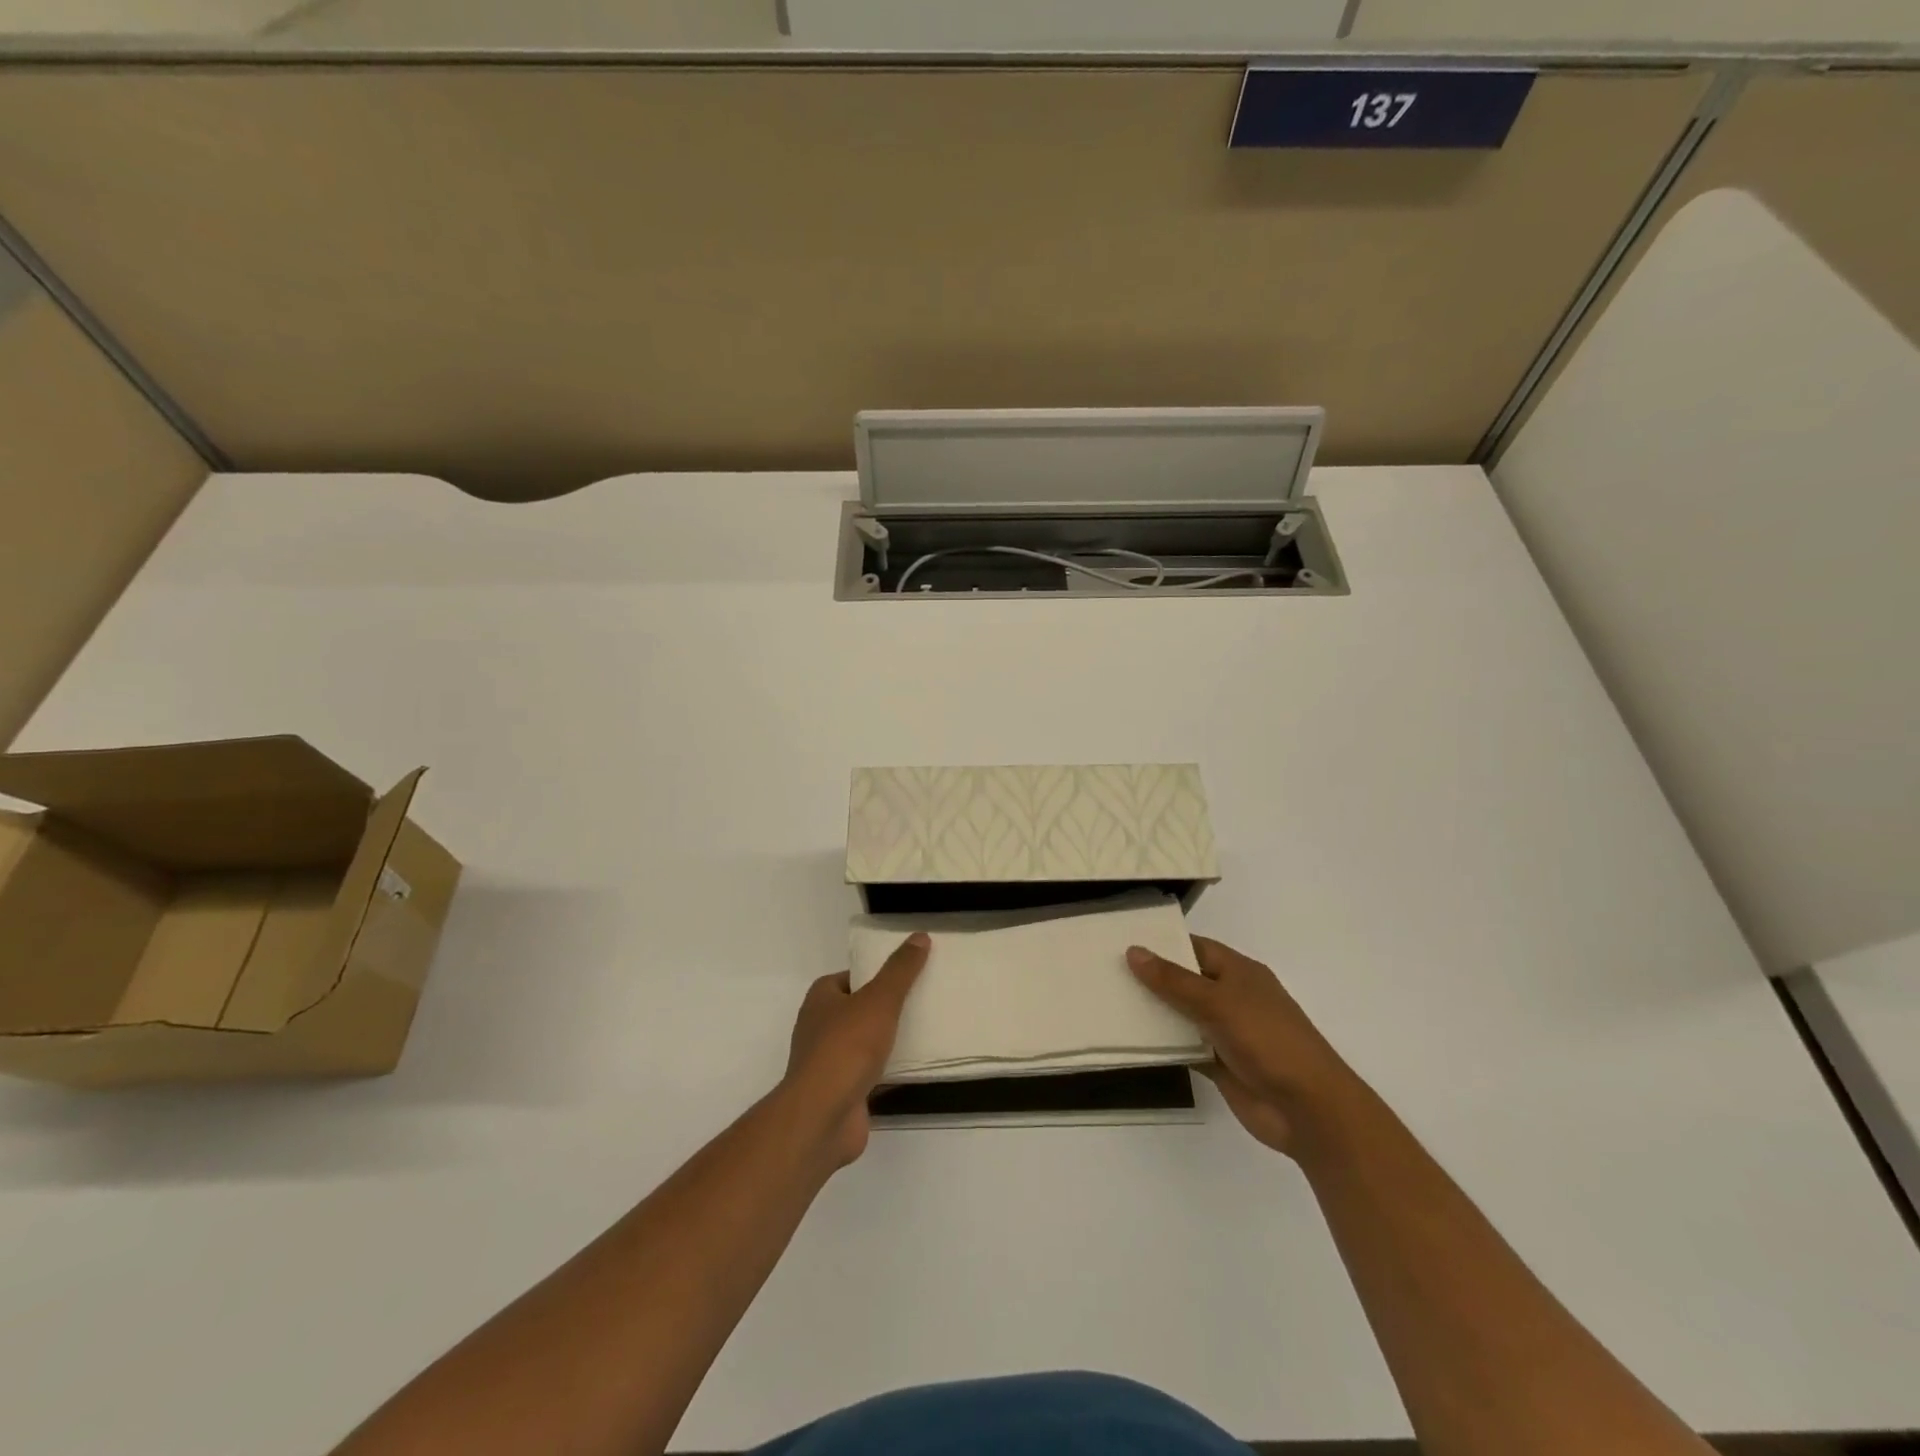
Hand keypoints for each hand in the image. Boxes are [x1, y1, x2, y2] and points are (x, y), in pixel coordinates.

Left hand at [783, 932, 929, 1167]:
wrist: (823, 1116)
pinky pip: (870, 1074)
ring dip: (887, 1041)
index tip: (904, 975)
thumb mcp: (879, 999)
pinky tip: (915, 1069)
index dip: (873, 975)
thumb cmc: (846, 1047)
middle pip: (856, 1010)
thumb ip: (900, 970)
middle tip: (920, 1001)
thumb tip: (919, 936)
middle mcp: (819, 1029)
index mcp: (820, 1000)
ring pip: (863, 1044)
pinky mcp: (841, 1093)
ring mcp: (828, 1064)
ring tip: (924, 1032)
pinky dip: (888, 1071)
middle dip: (884, 1008)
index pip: (848, 978)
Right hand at [1127, 936, 1355, 1157]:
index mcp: (1239, 972)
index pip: (1194, 948)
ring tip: (1107, 1002)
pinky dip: (1162, 1045)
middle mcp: (1231, 997)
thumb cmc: (1268, 1040)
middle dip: (1151, 978)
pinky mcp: (1219, 1064)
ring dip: (1153, 1012)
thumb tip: (1133, 951)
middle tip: (1104, 970)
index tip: (1121, 941)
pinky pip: (1183, 1047)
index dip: (1162, 944)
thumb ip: (1174, 980)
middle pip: (1184, 981)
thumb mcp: (1218, 1002)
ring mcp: (1225, 1032)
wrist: (1308, 1110)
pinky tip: (1130, 1040)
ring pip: (1181, 1015)